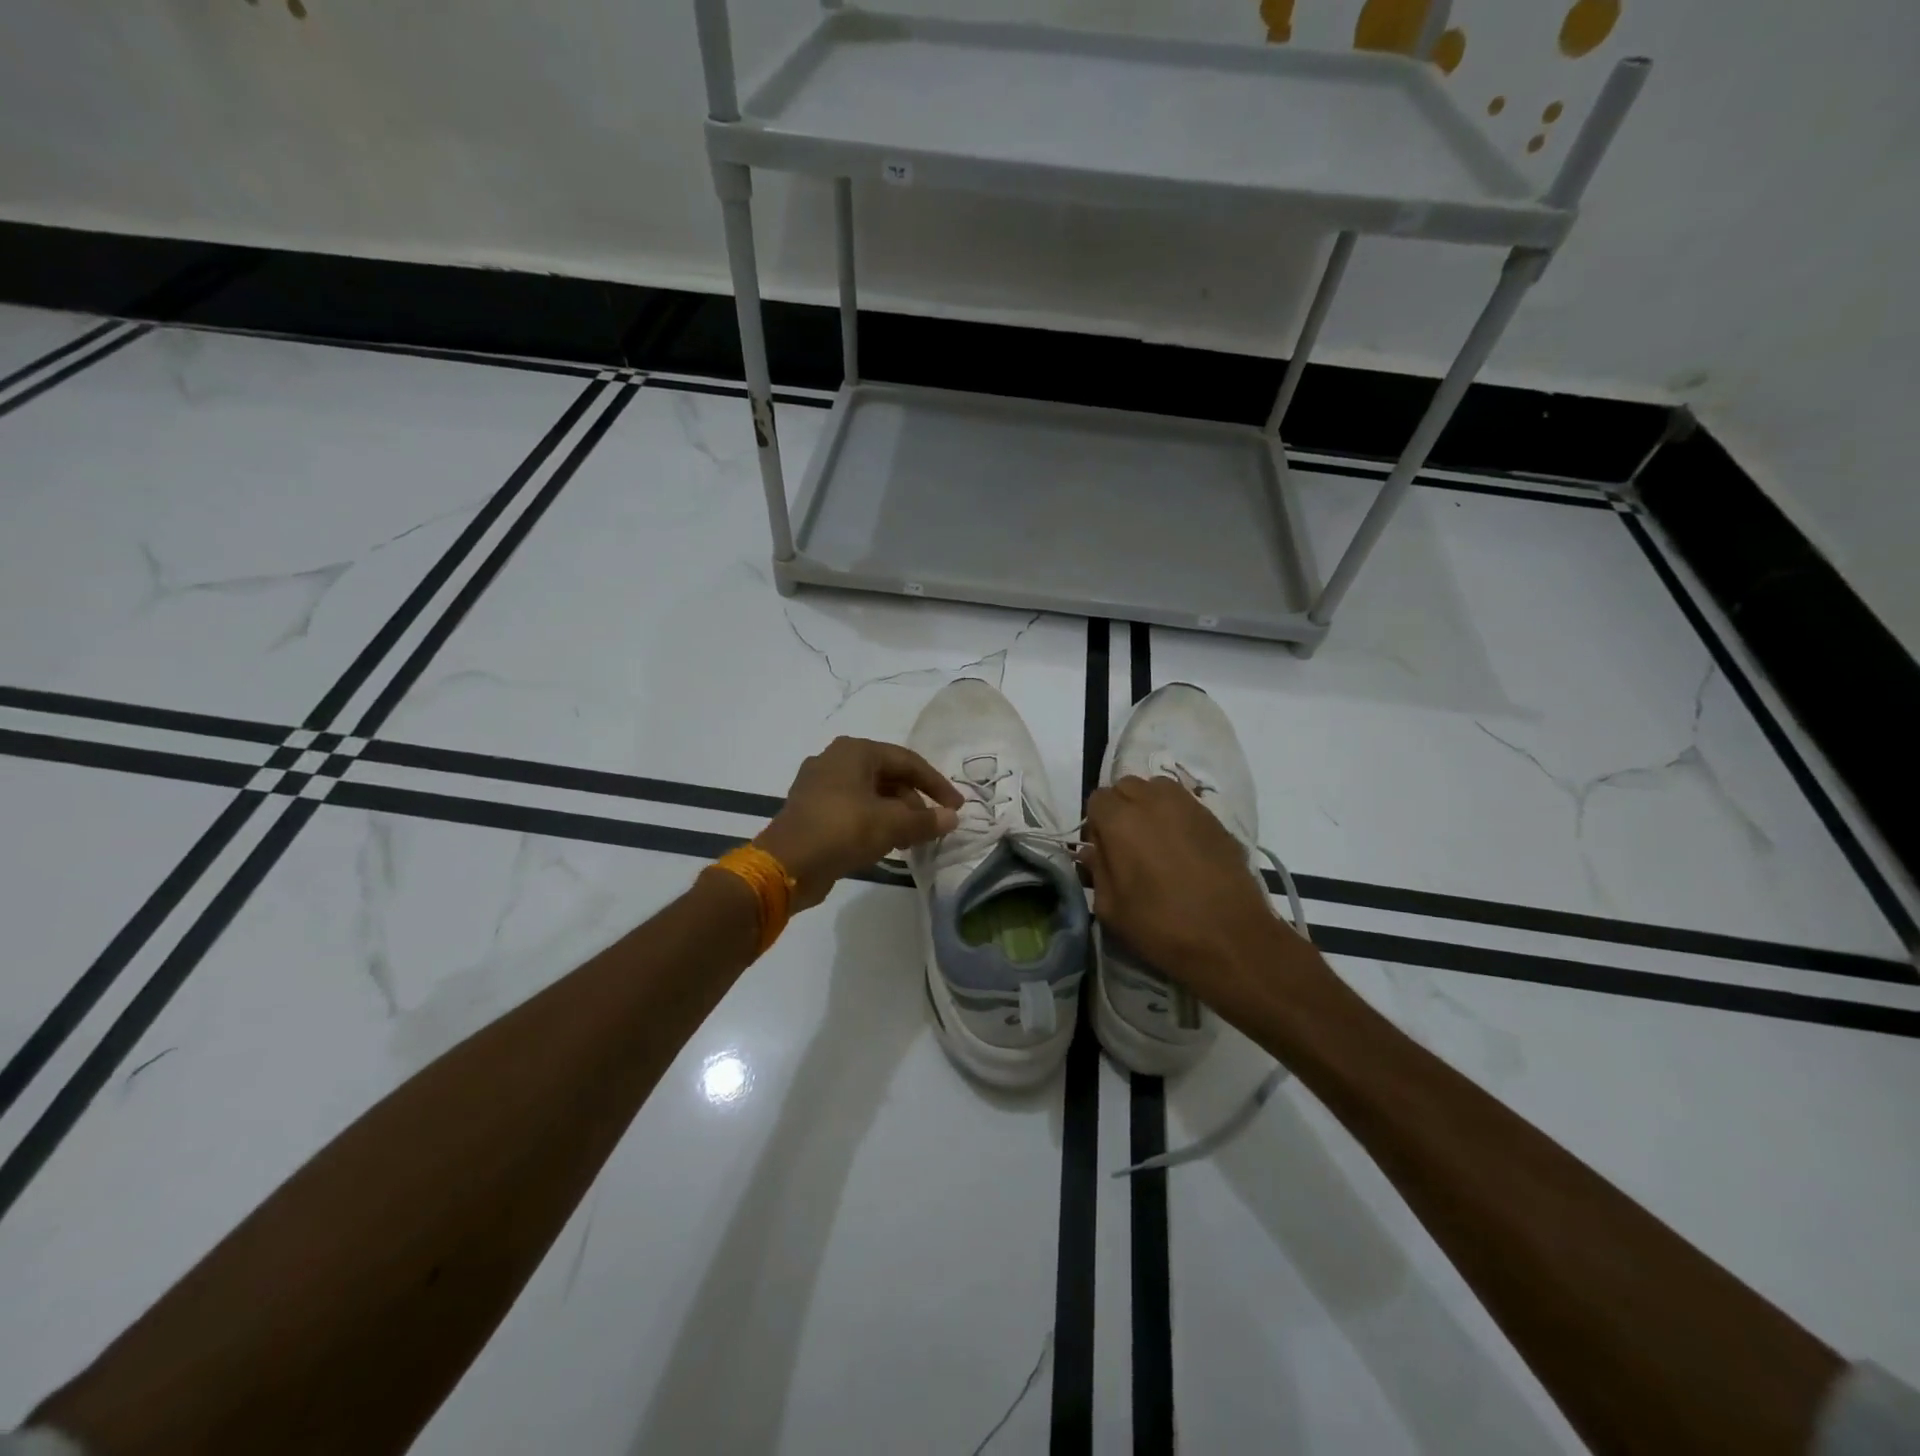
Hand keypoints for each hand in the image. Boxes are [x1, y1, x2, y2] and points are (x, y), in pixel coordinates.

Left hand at [755, 737, 961, 911]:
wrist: (786, 865)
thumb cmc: (842, 831)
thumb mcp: (891, 825)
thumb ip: (925, 820)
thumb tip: (952, 818)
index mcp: (855, 751)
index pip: (908, 761)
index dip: (936, 784)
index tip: (956, 807)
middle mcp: (835, 760)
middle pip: (889, 776)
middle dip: (914, 802)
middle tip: (931, 828)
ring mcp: (819, 785)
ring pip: (871, 794)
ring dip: (895, 815)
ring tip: (910, 841)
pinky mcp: (812, 809)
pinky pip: (853, 809)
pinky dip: (874, 822)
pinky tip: (885, 845)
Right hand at [1081, 776, 1288, 1012]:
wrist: (1232, 939)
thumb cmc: (1163, 927)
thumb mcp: (1112, 909)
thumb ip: (1097, 871)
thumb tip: (1091, 851)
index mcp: (1121, 821)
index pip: (1097, 799)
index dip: (1096, 824)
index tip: (1103, 849)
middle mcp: (1153, 802)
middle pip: (1126, 786)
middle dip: (1121, 808)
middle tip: (1127, 844)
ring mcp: (1188, 806)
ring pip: (1157, 788)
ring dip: (1149, 805)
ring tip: (1155, 840)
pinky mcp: (1215, 819)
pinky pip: (1185, 804)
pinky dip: (1176, 816)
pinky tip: (1182, 848)